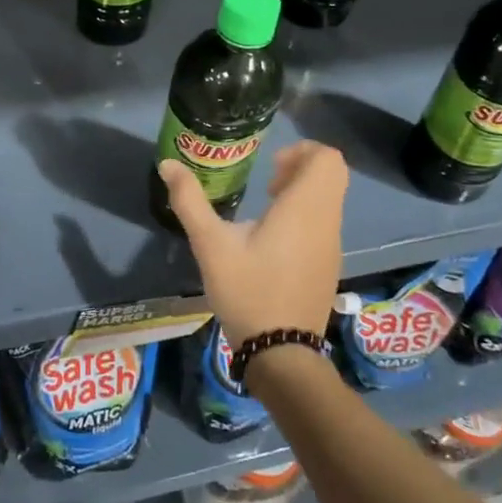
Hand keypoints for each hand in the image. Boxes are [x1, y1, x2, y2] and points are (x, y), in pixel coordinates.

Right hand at [157, 140, 346, 345]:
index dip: (302, 151)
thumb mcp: (211, 245)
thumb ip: (190, 201)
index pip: (327, 159)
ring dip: (304, 193)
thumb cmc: (247, 290)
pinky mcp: (330, 266)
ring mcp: (332, 245)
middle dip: (303, 168)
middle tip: (269, 182)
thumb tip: (168, 164)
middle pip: (333, 174)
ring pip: (331, 200)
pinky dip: (307, 217)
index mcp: (304, 209)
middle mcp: (326, 222)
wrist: (281, 351)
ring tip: (267, 208)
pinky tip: (274, 241)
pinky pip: (326, 223)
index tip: (270, 166)